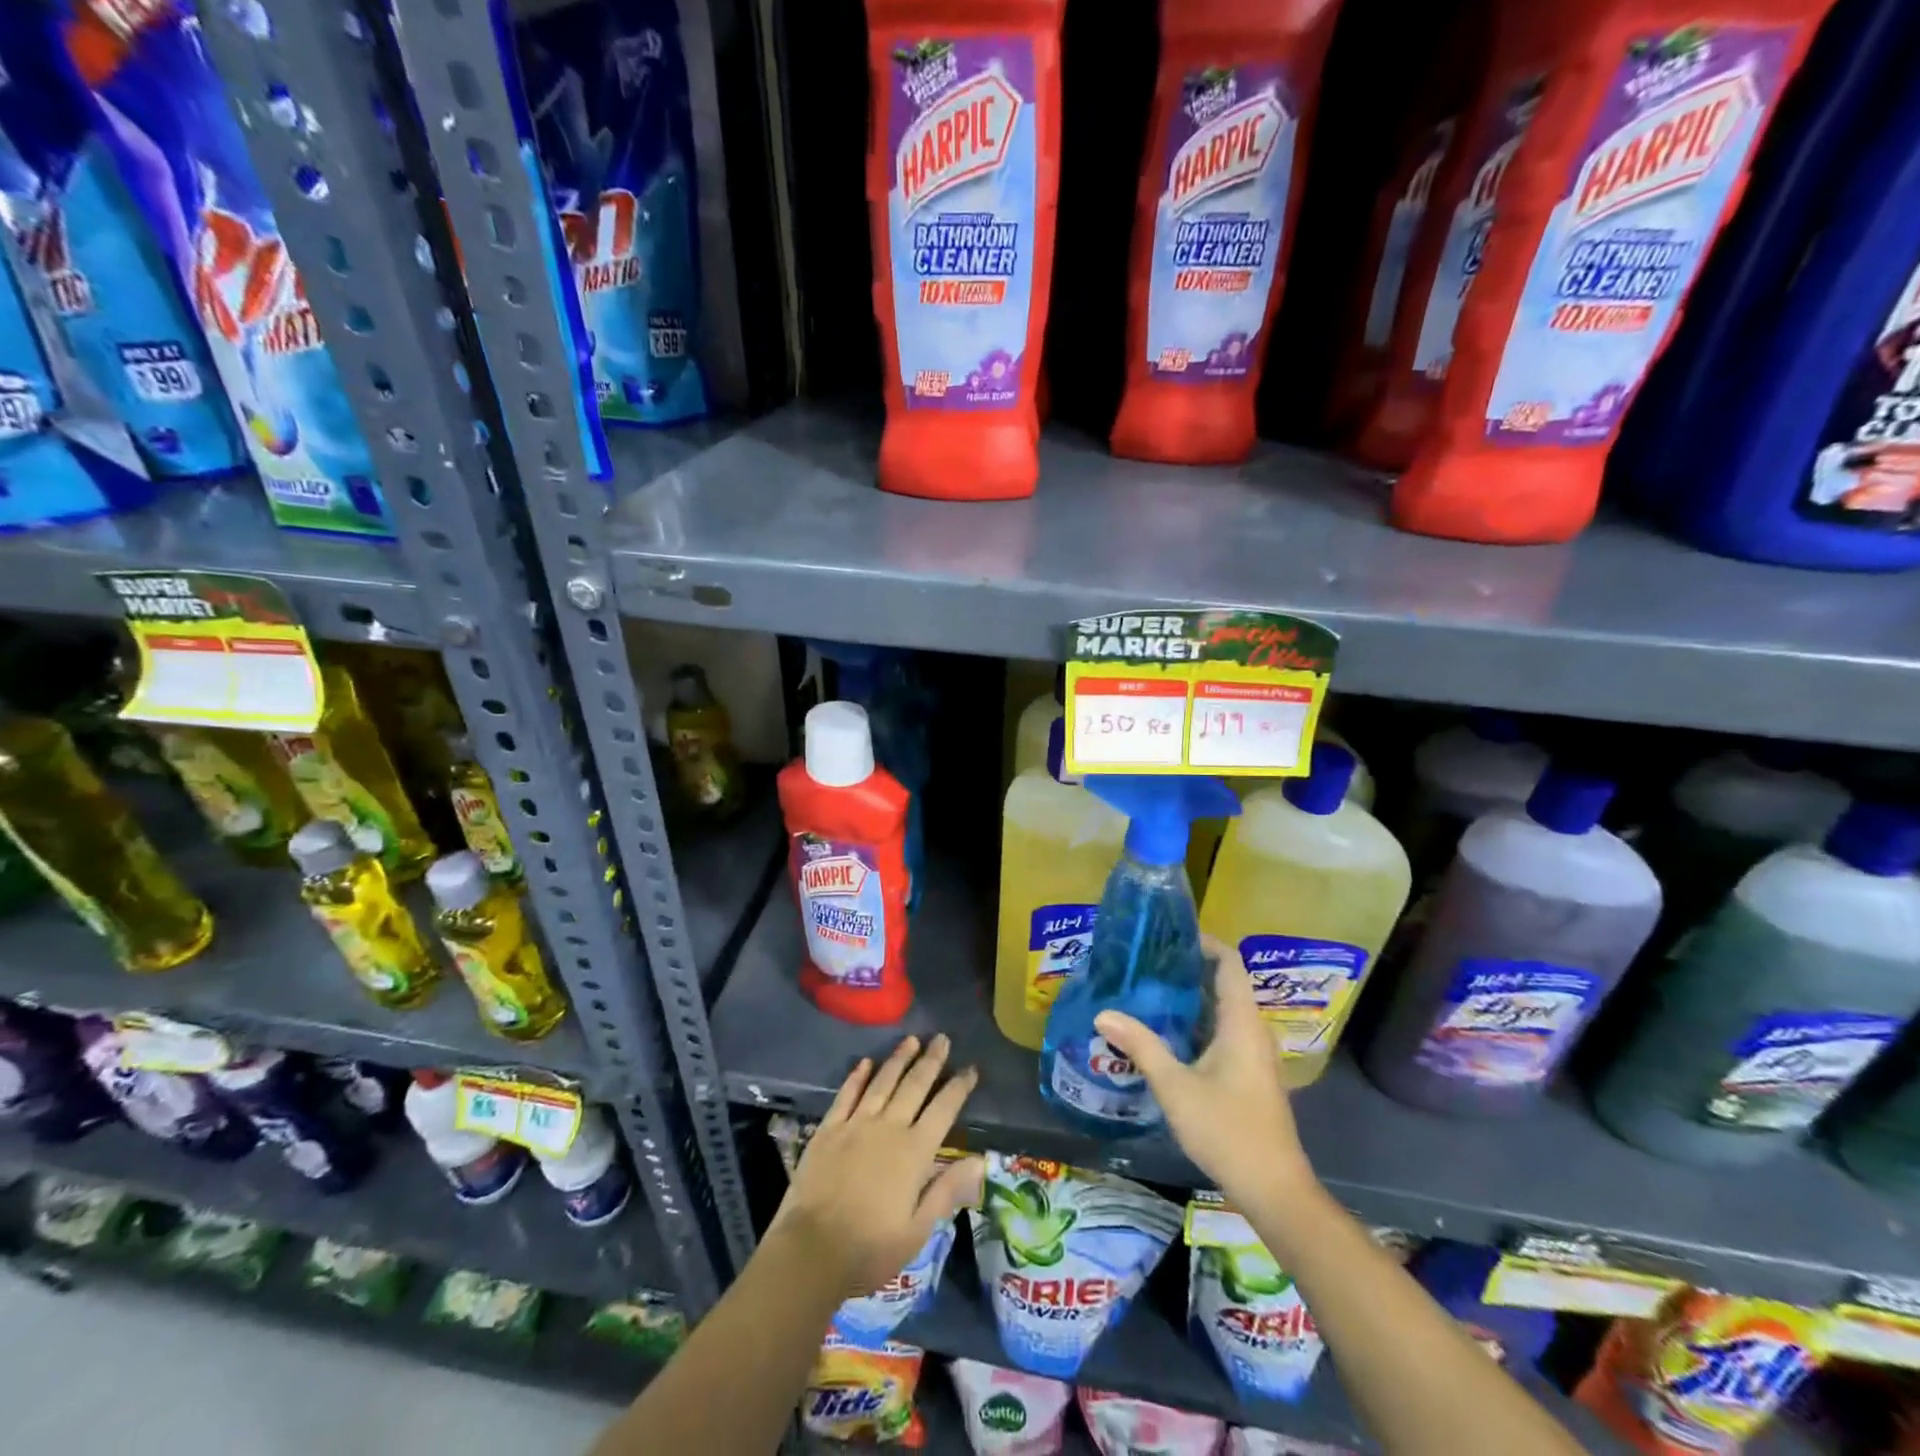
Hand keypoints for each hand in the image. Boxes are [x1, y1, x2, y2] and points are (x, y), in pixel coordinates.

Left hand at [771, 1034, 983, 1298]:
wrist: (811, 1251)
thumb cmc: (870, 1248)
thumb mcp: (918, 1230)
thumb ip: (947, 1190)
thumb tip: (980, 1159)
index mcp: (914, 1152)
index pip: (943, 1109)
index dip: (959, 1087)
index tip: (971, 1067)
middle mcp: (888, 1128)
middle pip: (914, 1085)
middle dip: (931, 1060)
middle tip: (942, 1038)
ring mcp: (856, 1124)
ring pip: (883, 1082)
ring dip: (898, 1059)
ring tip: (911, 1040)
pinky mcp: (829, 1129)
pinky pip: (846, 1095)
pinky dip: (857, 1076)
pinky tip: (865, 1062)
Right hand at [1094, 937, 1315, 1206]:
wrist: (1274, 1189)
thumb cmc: (1227, 1130)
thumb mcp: (1175, 1086)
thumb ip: (1140, 1045)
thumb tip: (1103, 1013)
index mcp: (1242, 1022)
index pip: (1230, 963)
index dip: (1205, 942)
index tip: (1169, 935)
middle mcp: (1253, 1031)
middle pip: (1226, 983)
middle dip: (1190, 968)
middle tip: (1148, 961)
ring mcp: (1255, 1055)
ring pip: (1224, 1010)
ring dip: (1193, 997)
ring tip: (1151, 989)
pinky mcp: (1251, 1075)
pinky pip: (1225, 1031)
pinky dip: (1199, 1021)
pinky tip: (1168, 1032)